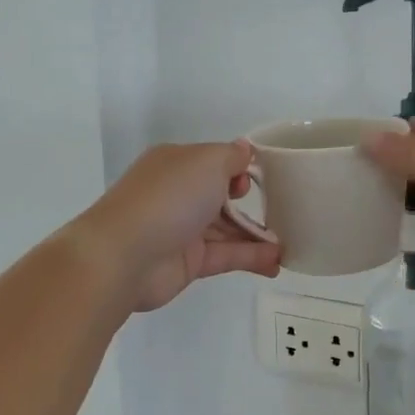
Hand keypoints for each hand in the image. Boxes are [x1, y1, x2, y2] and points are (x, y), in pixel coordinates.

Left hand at [75, 140, 281, 312]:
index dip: (240, 167)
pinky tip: (277, 262)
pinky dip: (251, 257)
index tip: (263, 177)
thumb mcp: (207, 161)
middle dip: (251, 201)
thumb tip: (244, 151)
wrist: (124, 256)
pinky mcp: (189, 262)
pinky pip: (226, 255)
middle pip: (221, 195)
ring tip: (290, 242)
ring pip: (227, 228)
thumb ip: (232, 157)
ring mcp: (182, 229)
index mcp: (177, 163)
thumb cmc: (169, 197)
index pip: (214, 161)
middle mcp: (178, 193)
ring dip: (257, 235)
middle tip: (284, 210)